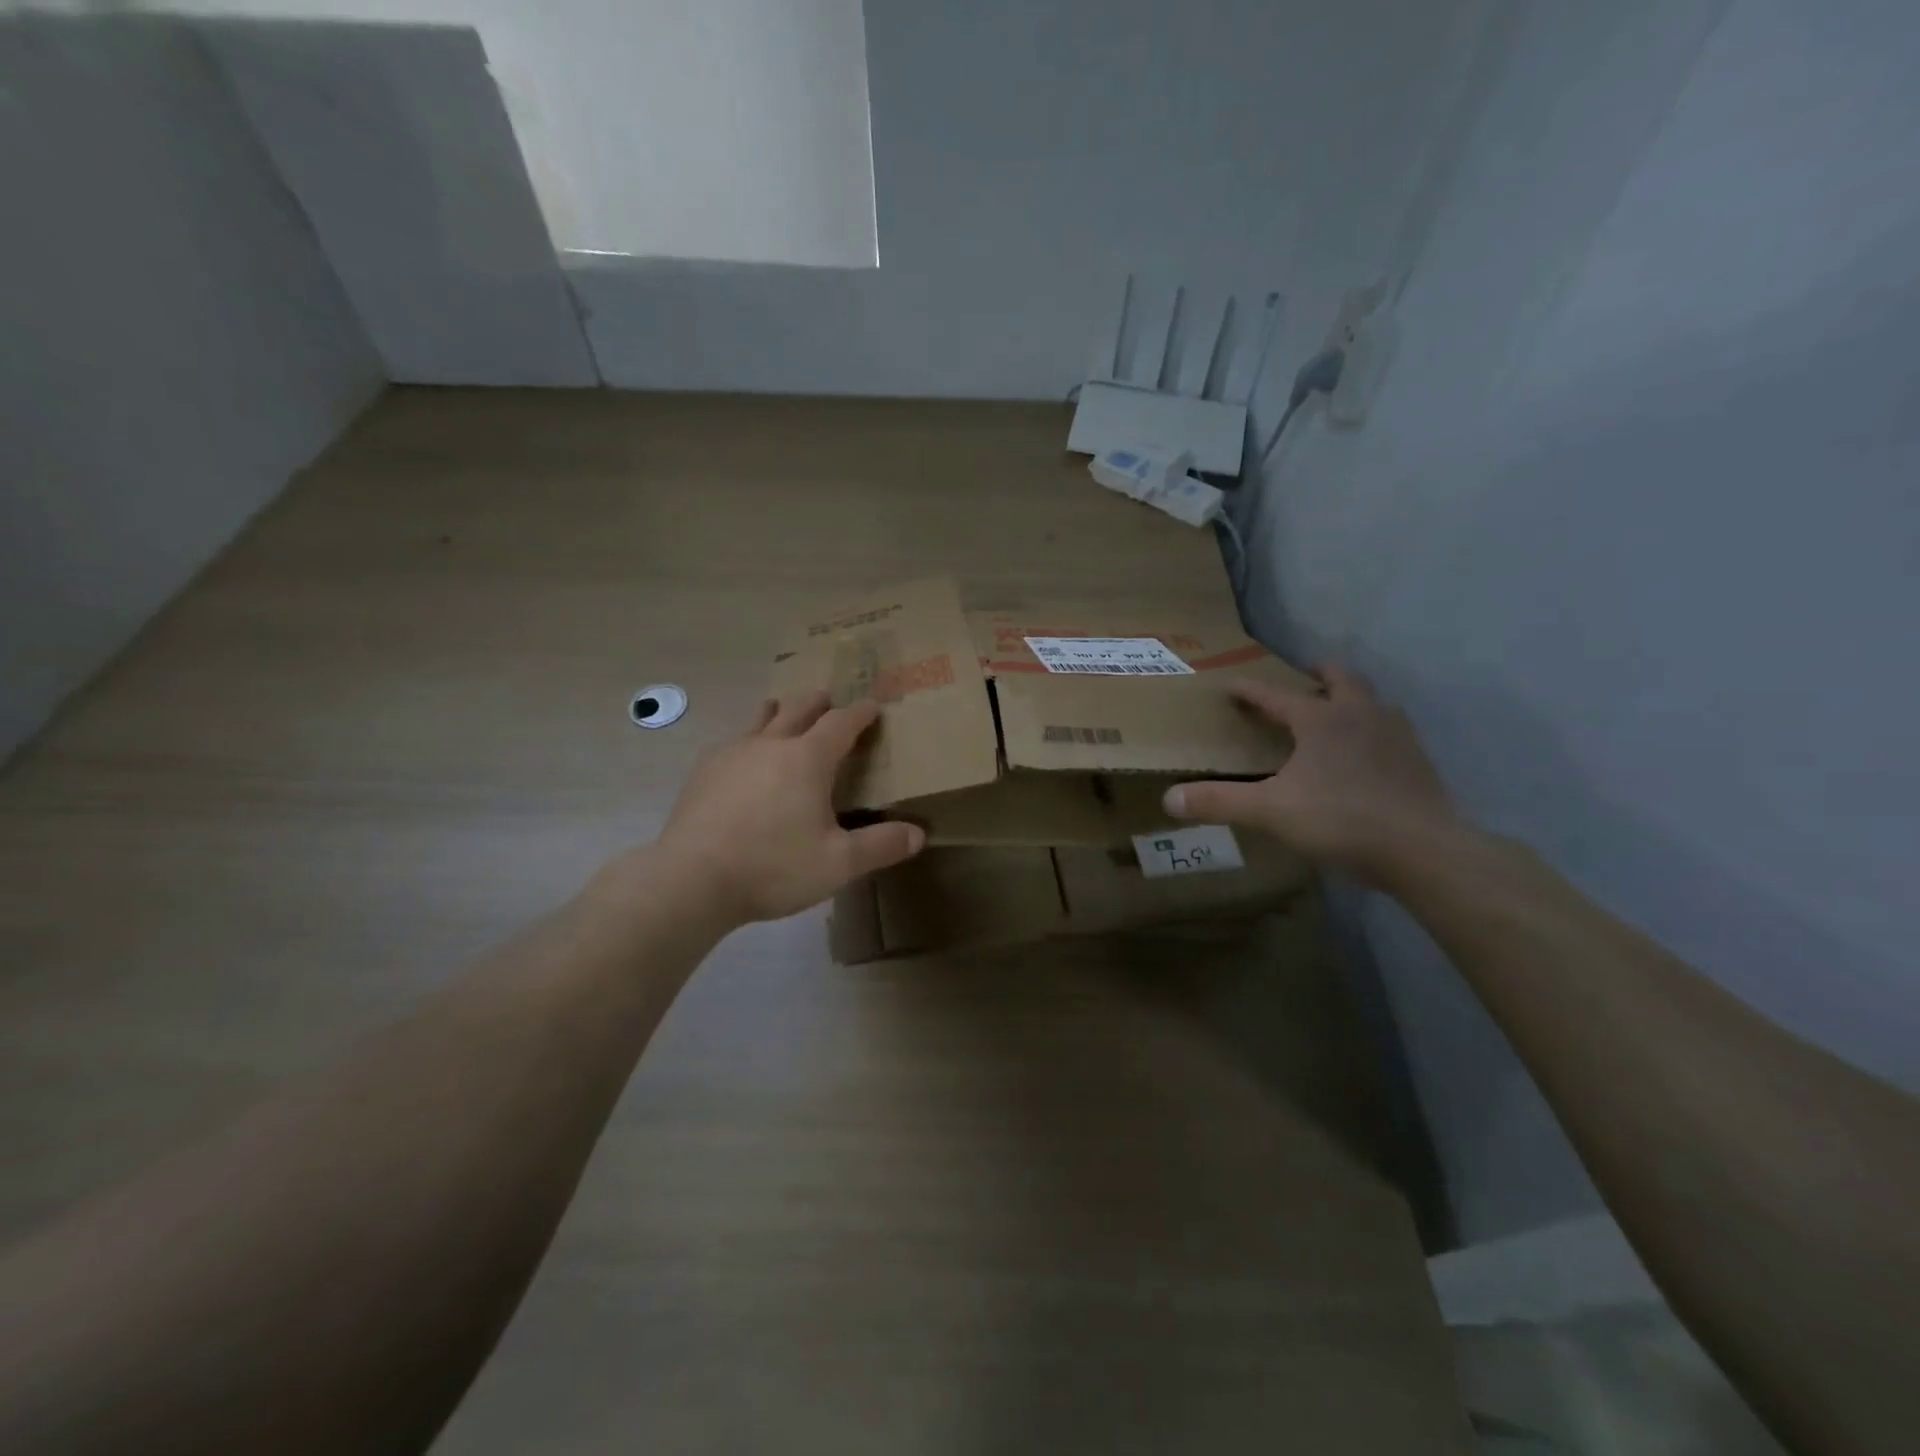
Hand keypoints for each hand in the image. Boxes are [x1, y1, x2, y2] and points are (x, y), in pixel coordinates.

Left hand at [656, 691, 925, 926]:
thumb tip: (918, 834)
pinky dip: (748, 739)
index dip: (860, 713)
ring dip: (779, 711)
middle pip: (798, 709)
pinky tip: (743, 758)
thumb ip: (880, 845)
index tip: (872, 706)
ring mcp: (732, 754)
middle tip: (829, 699)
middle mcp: (770, 744)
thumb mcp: (838, 863)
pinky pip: (733, 742)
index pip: (841, 723)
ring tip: (783, 710)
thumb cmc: (773, 867)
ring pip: (760, 719)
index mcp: (807, 759)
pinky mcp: (704, 772)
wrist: (691, 879)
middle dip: (819, 702)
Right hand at [1162, 667, 1459, 886]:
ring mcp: (1396, 736)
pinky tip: (1370, 755)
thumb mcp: (1269, 811)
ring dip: (1354, 700)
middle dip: (1320, 674)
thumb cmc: (1339, 819)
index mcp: (1320, 719)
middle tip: (1306, 676)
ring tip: (1340, 713)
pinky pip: (1393, 732)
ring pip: (1374, 702)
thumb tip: (1169, 799)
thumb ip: (1219, 802)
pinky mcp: (1419, 762)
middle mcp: (1360, 715)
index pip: (1276, 696)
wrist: (1421, 848)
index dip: (1250, 690)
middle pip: (1342, 679)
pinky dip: (1376, 731)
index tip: (1232, 684)